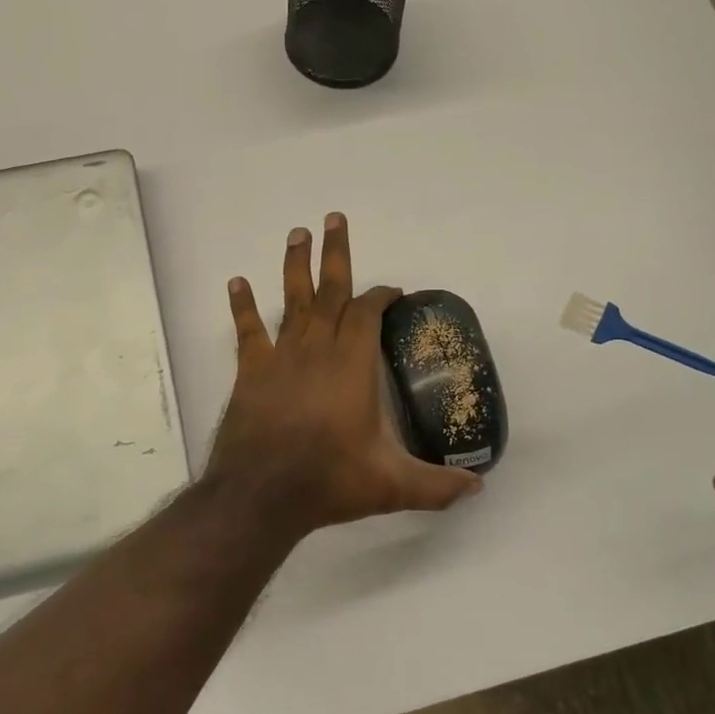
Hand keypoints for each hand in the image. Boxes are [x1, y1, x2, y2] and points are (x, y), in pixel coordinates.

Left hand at [203, 213, 481, 537]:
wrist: (261, 495)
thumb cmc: (329, 481)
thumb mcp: (392, 486)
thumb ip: (436, 485)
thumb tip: (477, 488)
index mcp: (352, 365)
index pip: (367, 314)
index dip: (380, 296)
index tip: (391, 289)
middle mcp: (317, 350)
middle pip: (330, 291)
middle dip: (335, 254)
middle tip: (333, 218)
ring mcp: (281, 357)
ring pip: (291, 301)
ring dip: (296, 266)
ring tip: (297, 233)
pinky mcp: (251, 372)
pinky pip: (248, 331)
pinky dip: (242, 306)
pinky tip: (237, 282)